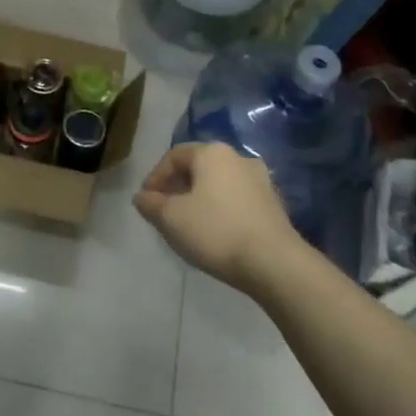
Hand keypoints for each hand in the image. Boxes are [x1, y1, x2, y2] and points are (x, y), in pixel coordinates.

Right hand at [134, 143, 301, 293]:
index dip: (155, 177)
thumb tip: (142, 197)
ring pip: (219, 183)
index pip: (174, 156)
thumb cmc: (216, 231)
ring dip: (200, 198)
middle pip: (199, 167)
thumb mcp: (171, 218)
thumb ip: (151, 204)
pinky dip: (221, 209)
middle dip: (177, 186)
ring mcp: (261, 180)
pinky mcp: (274, 204)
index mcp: (212, 153)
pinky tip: (215, 232)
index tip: (146, 200)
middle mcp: (239, 158)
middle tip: (164, 210)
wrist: (274, 262)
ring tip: (188, 223)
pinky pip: (237, 199)